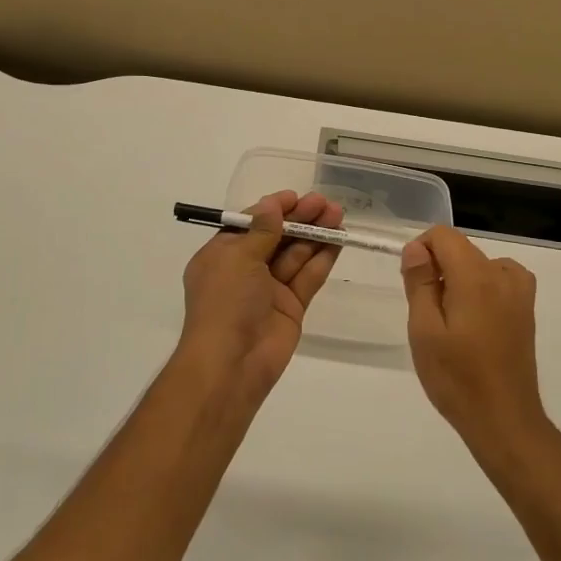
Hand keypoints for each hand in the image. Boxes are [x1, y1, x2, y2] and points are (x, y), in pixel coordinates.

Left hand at [177, 191, 343, 404]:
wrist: (232, 363)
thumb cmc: (225, 302)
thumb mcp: (238, 258)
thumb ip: (262, 230)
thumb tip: (272, 204)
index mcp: (222, 256)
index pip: (250, 224)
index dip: (273, 209)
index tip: (296, 197)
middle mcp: (245, 270)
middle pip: (277, 237)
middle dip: (300, 219)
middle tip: (325, 203)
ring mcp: (270, 289)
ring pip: (296, 255)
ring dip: (316, 235)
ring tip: (338, 214)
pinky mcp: (292, 306)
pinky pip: (308, 277)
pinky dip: (323, 258)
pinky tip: (339, 240)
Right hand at [400, 227, 547, 460]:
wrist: (503, 419)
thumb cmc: (456, 377)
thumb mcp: (424, 330)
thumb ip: (419, 282)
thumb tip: (416, 248)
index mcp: (476, 276)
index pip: (444, 236)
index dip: (421, 250)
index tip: (412, 283)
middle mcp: (502, 275)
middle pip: (461, 249)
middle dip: (438, 267)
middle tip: (425, 312)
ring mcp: (519, 292)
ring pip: (478, 264)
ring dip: (458, 279)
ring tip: (448, 320)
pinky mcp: (526, 310)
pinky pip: (498, 279)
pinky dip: (481, 287)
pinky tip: (473, 319)